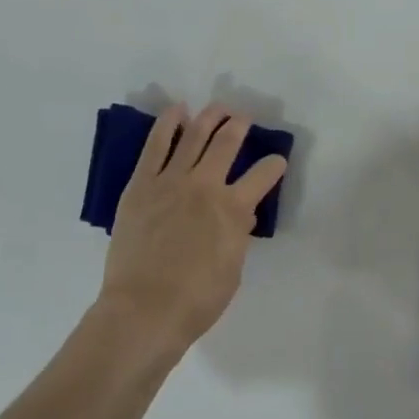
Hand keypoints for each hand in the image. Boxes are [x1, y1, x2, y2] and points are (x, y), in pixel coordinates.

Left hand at [96, 104, 287, 352]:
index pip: (263, 175)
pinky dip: (168, 125)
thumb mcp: (233, 269)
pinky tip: (177, 111)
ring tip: (218, 108)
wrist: (144, 310)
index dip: (274, 165)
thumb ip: (238, 235)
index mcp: (234, 208)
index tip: (277, 161)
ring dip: (209, 118)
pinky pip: (155, 146)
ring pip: (194, 136)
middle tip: (244, 118)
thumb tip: (242, 213)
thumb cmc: (196, 300)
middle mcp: (205, 185)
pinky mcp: (141, 184)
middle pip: (226, 143)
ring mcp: (170, 181)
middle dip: (239, 126)